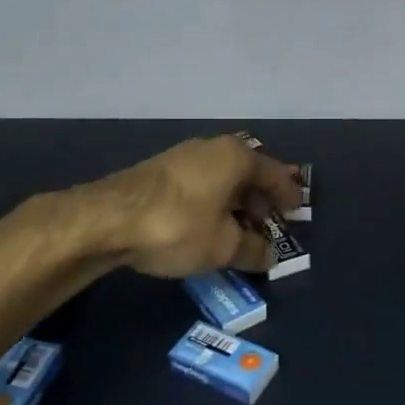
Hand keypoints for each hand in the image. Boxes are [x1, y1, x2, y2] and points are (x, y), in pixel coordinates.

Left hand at [86, 135, 303, 277]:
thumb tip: (269, 256)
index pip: (275, 174)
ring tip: (240, 229)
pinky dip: (212, 203)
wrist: (107, 219)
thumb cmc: (178, 226)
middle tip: (270, 224)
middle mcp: (212, 148)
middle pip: (247, 173)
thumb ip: (253, 250)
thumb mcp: (223, 247)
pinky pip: (200, 185)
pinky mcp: (159, 172)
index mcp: (236, 157)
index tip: (297, 210)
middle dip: (261, 199)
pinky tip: (208, 225)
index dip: (288, 194)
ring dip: (234, 203)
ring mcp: (183, 157)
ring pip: (221, 179)